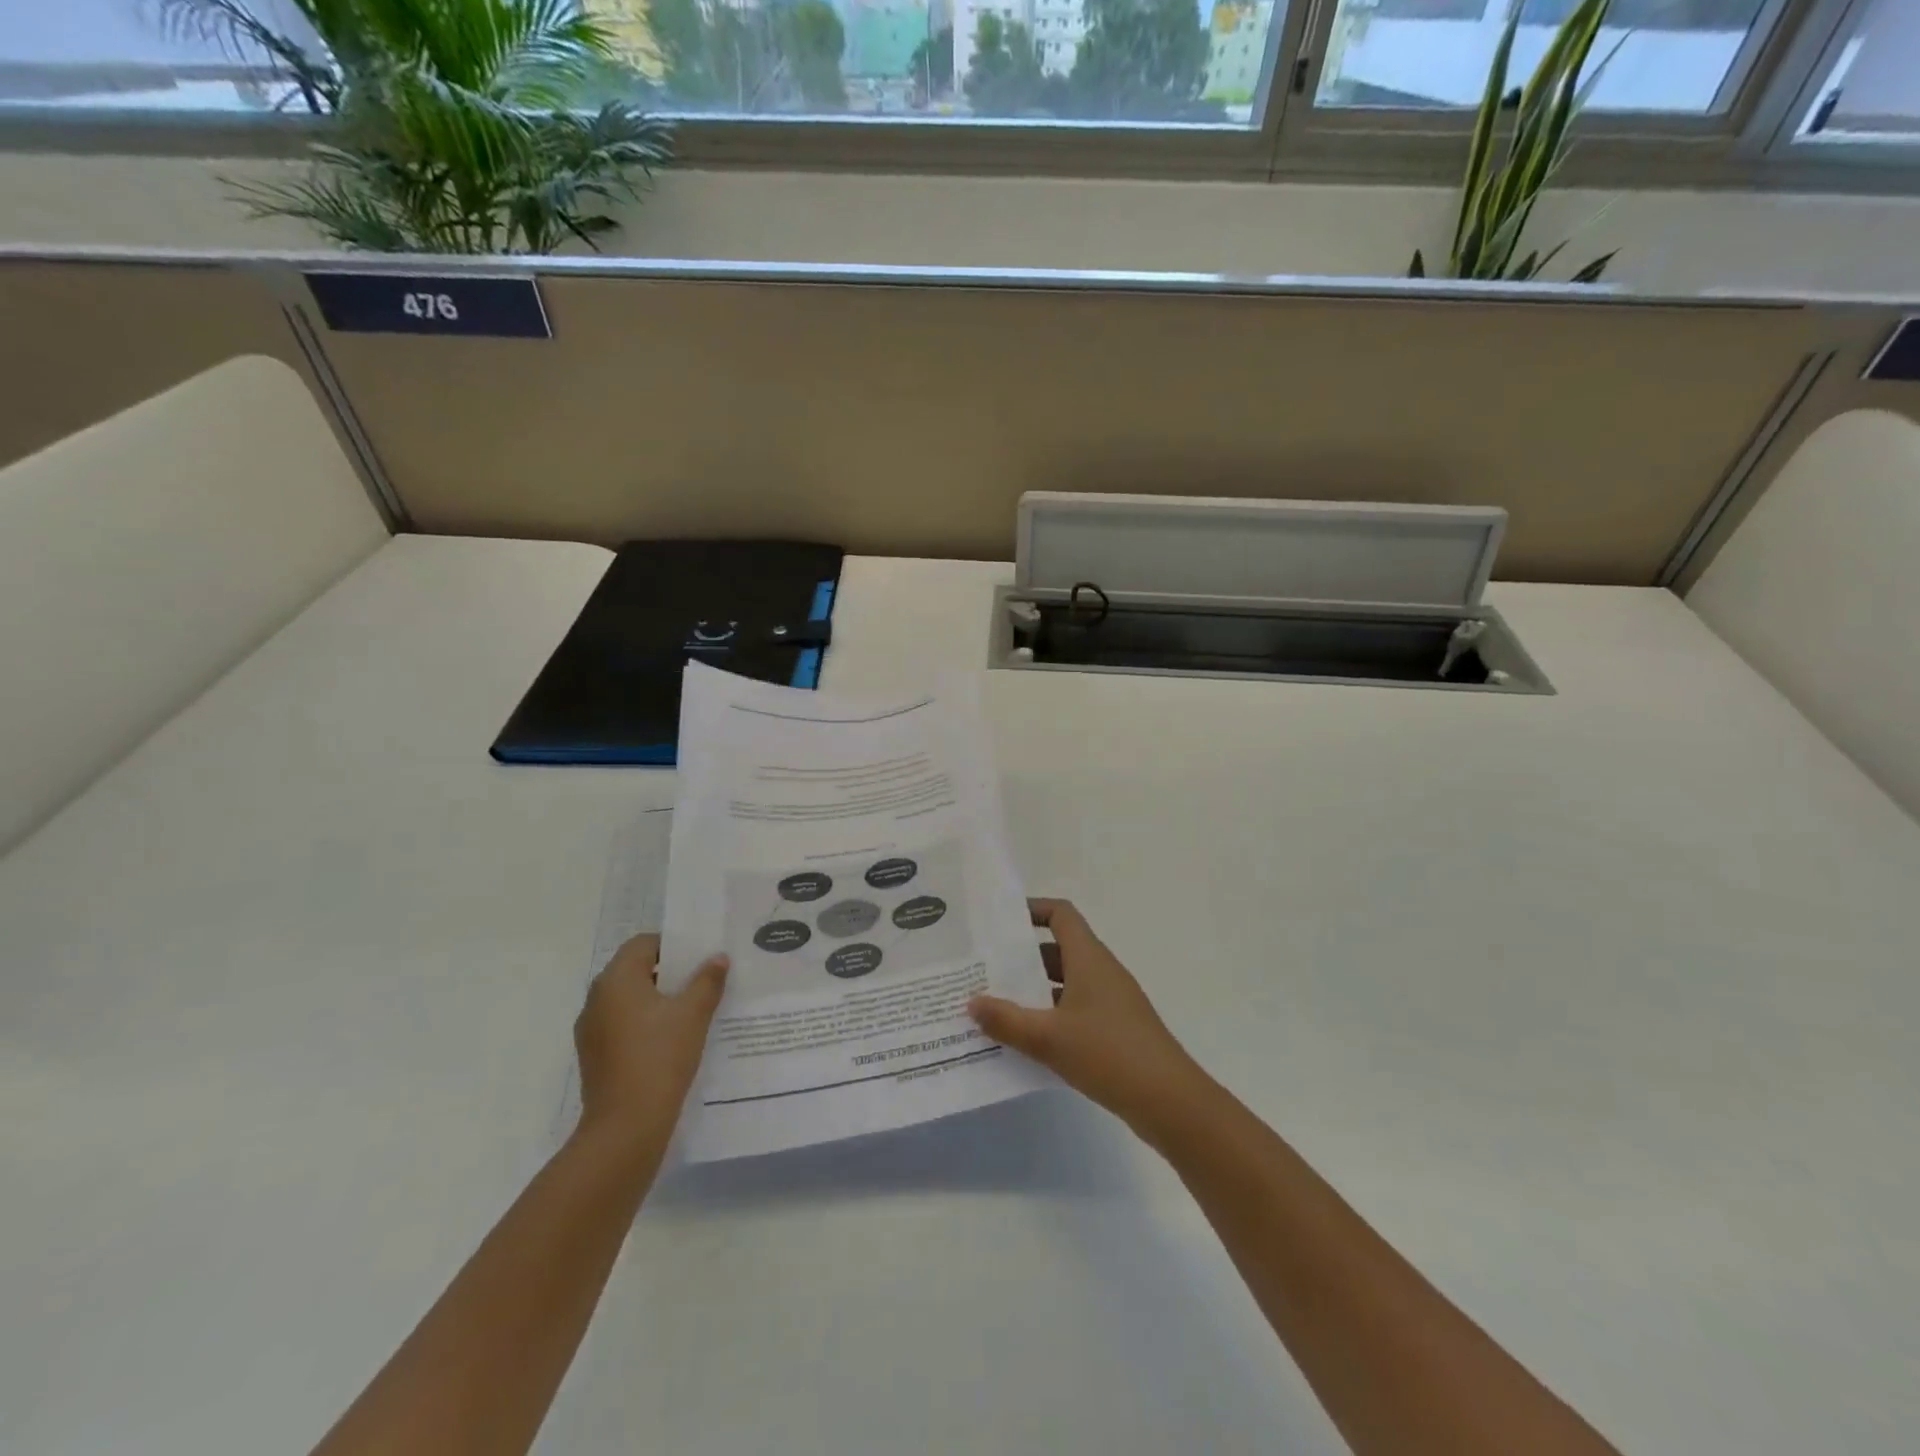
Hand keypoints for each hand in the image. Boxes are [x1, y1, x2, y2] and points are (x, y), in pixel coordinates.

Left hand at [574, 933, 728, 1146]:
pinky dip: (643, 1023)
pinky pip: (620, 1024)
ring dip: (654, 999)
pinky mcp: (593, 1055)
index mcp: (617, 979)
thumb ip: (707, 980)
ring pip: (626, 999)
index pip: (643, 944)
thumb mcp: (694, 1014)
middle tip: (700, 980)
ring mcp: (590, 1029)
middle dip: (666, 972)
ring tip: (688, 1011)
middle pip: (633, 970)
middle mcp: (596, 998)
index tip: (699, 958)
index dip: (672, 946)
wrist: (626, 1126)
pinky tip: (668, 1040)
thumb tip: (717, 958)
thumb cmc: (660, 1057)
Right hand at [968, 899, 1211, 1142]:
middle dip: (1021, 957)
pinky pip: (1074, 1011)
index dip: (1032, 910)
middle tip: (983, 968)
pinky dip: (1049, 1018)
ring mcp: (1110, 1002)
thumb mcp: (1049, 1038)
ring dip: (1033, 991)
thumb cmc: (1109, 1054)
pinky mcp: (1115, 1030)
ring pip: (1064, 984)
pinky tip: (1024, 1041)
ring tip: (993, 1005)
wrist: (1171, 1101)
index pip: (1061, 915)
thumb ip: (1007, 1020)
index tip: (1000, 921)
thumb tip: (972, 1001)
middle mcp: (1101, 972)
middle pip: (1058, 950)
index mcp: (1089, 958)